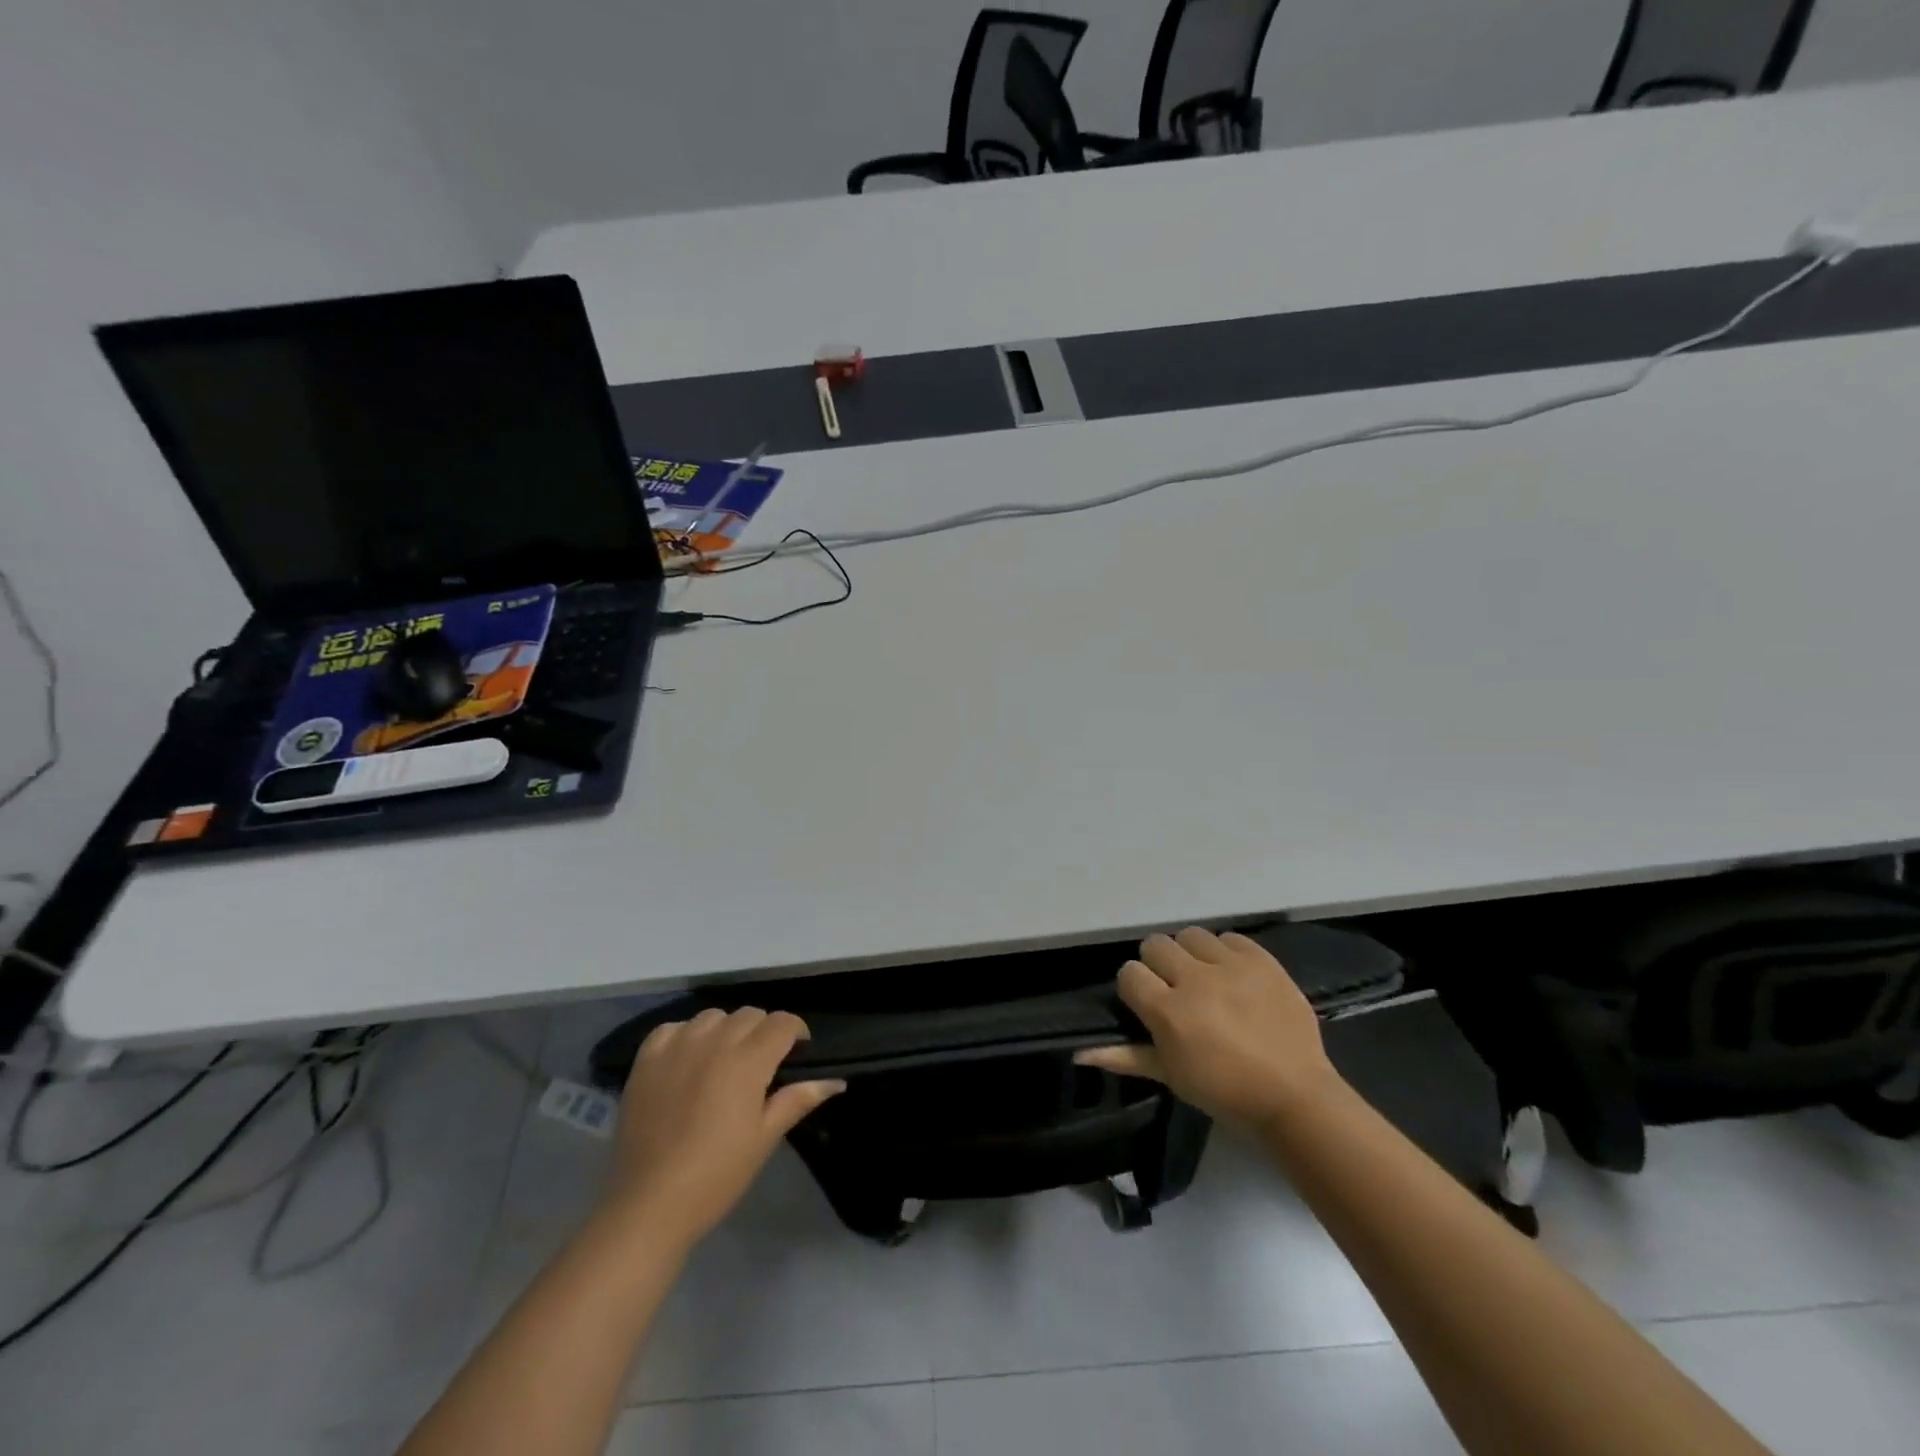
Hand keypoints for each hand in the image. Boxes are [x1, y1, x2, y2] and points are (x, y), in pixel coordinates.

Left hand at [602, 1007, 844, 1248]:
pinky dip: (686, 1036)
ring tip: (722, 1061)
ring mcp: (677, 1046)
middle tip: (760, 1065)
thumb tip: (836, 1081)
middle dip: (763, 1031)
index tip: (797, 1052)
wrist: (649, 1204)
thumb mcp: (765, 1138)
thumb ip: (799, 1099)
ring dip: (726, 1031)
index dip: (795, 1032)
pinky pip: (674, 1028)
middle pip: (750, 1015)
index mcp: (748, 1060)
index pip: (782, 1022)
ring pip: (713, 1016)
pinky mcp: (646, 1059)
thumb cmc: (717, 1174)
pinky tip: (687, 1061)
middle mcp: (714, 1041)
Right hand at [1075, 928, 1341, 1128]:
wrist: (1294, 1096)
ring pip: (1191, 936)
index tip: (1148, 1003)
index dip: (1135, 987)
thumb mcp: (1170, 1076)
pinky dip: (1226, 952)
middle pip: (1156, 945)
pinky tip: (1232, 975)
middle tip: (1175, 988)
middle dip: (1160, 965)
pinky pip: (1230, 937)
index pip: (1129, 973)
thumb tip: (1077, 1053)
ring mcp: (1231, 966)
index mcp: (1168, 1011)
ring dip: (1191, 955)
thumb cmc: (1224, 1092)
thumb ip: (1123, 1056)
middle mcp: (1195, 980)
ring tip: (1205, 977)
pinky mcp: (1262, 960)